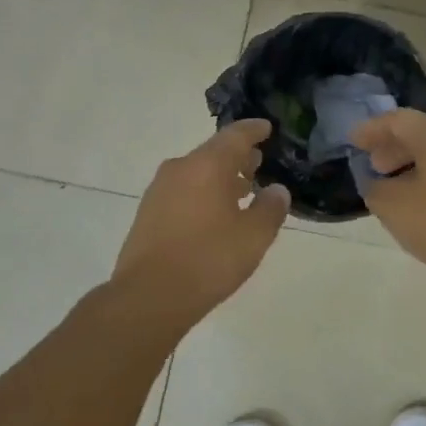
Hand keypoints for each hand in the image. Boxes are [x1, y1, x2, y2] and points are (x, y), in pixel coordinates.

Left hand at [113, 120, 291, 323]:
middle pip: (213, 152)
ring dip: (220, 178)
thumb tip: (277, 190)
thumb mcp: (253, 236)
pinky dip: (203, 193)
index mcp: (207, 165)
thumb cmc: (208, 260)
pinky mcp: (148, 213)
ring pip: (196, 172)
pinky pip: (183, 191)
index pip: (235, 135)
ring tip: (242, 191)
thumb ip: (270, 208)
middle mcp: (180, 169)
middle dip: (238, 157)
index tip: (267, 128)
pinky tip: (215, 215)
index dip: (254, 130)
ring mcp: (159, 190)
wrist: (149, 297)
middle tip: (259, 164)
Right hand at [350, 109, 425, 301]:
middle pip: (420, 133)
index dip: (372, 130)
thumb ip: (376, 189)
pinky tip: (416, 200)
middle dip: (391, 147)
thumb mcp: (395, 208)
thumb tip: (377, 184)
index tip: (352, 142)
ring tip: (390, 186)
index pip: (399, 120)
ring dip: (410, 163)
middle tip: (372, 166)